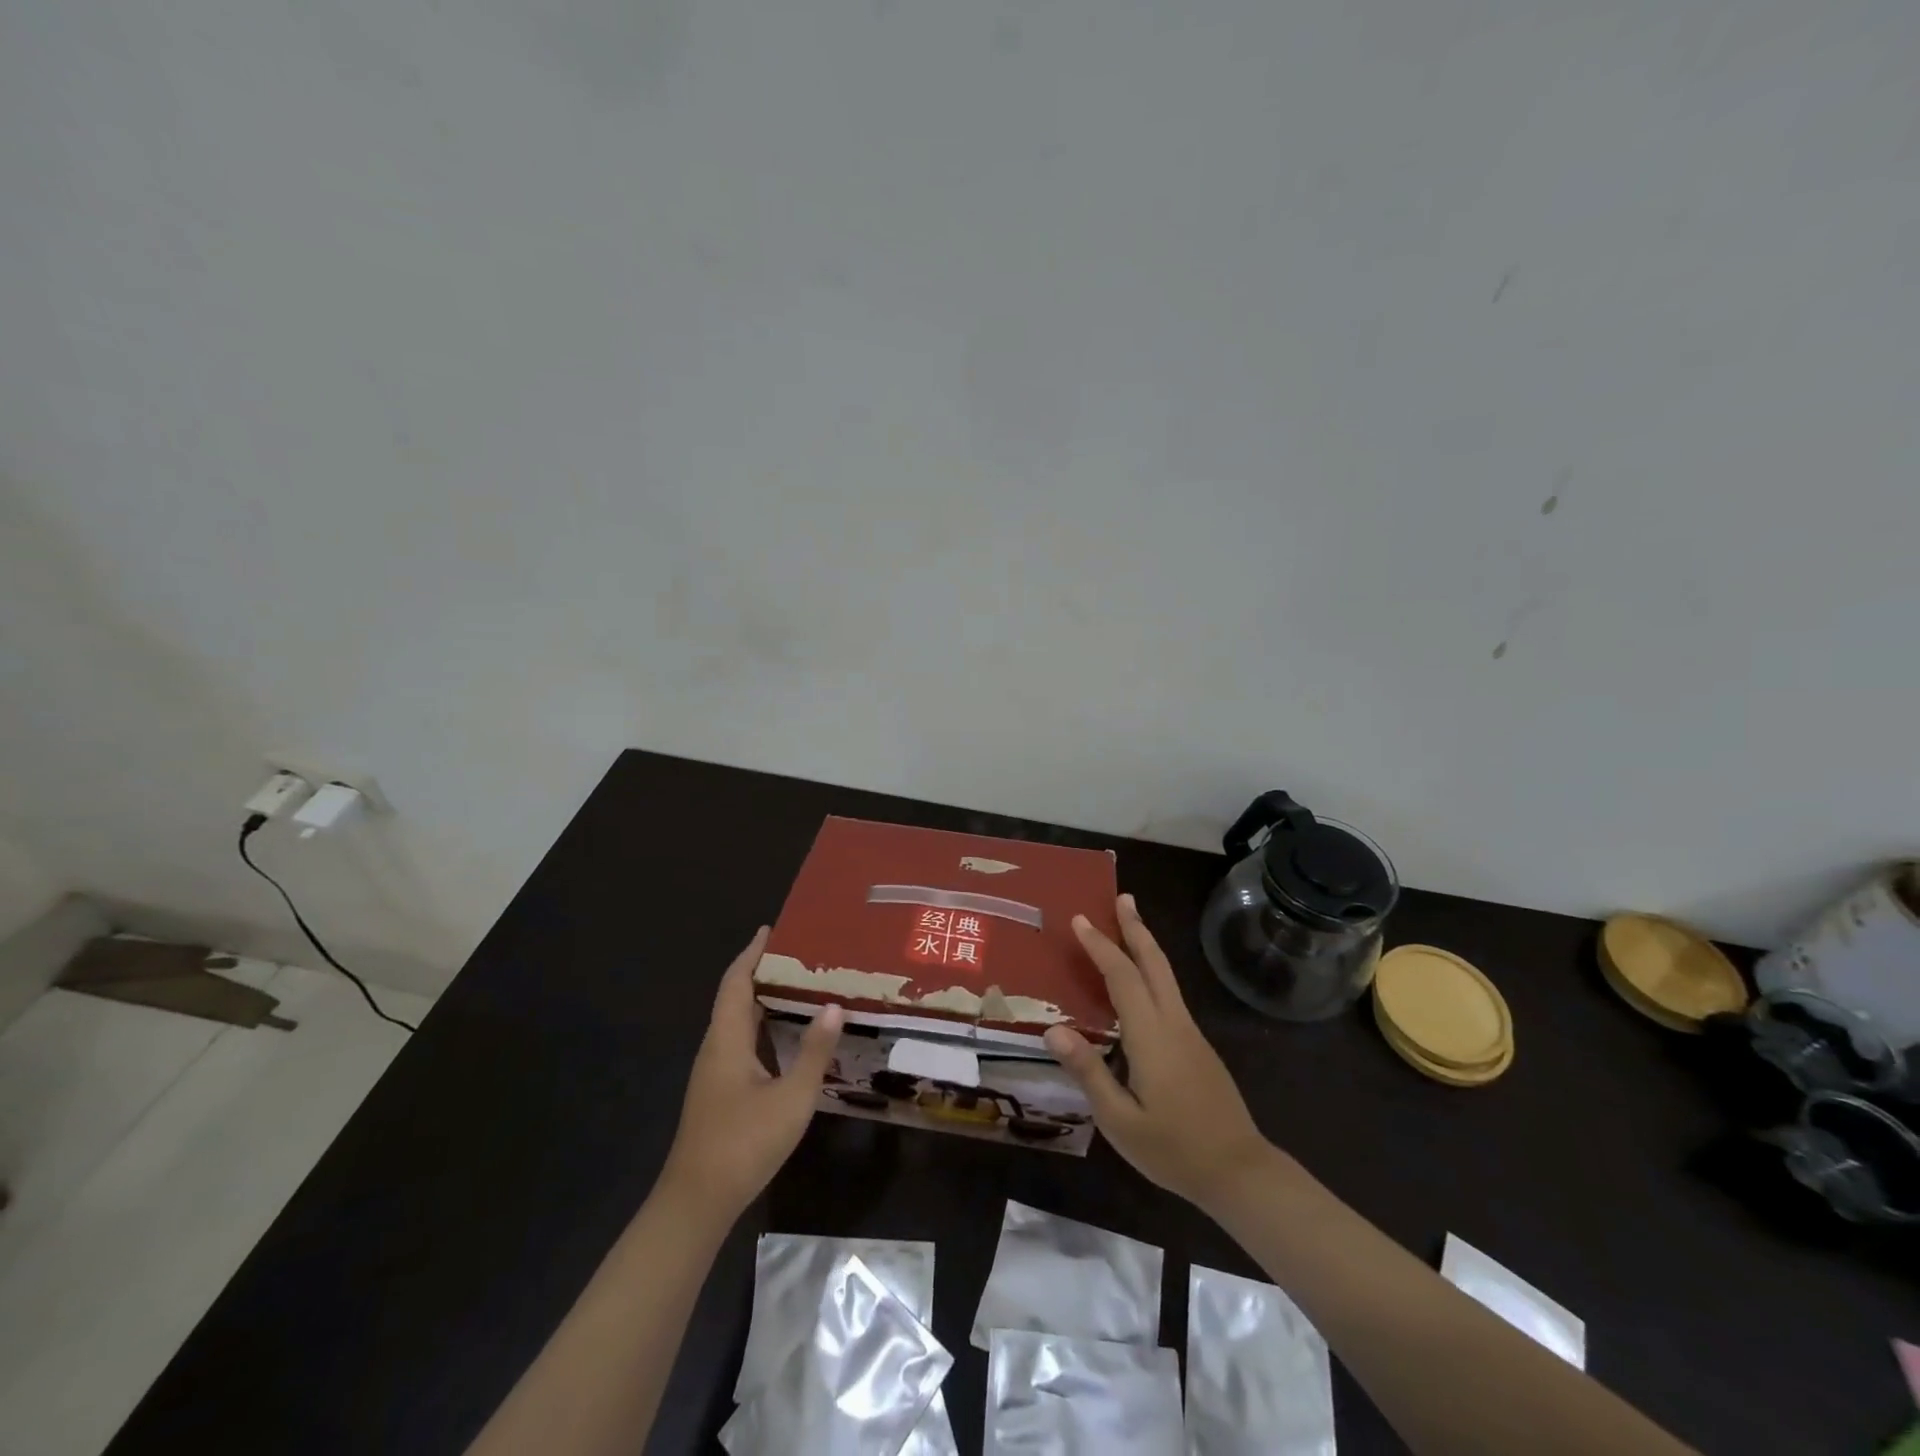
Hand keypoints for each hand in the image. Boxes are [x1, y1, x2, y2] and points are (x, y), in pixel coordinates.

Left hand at [659, 927, 844, 1219]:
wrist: (697, 1202)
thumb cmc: (744, 1143)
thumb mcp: (791, 1097)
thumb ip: (814, 1051)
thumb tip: (833, 1004)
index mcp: (726, 1039)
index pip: (736, 982)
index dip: (752, 953)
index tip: (772, 929)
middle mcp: (716, 1048)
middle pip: (735, 997)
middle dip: (763, 972)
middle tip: (800, 955)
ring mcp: (714, 1073)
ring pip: (738, 1022)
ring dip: (764, 1000)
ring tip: (800, 986)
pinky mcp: (719, 1092)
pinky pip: (741, 1043)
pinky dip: (763, 1027)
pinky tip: (788, 1037)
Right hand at [1045, 895, 1273, 1214]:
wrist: (1239, 1172)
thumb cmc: (1173, 1150)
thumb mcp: (1120, 1121)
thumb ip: (1088, 1072)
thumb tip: (1053, 1030)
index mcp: (1152, 1037)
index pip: (1123, 978)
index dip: (1101, 947)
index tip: (1080, 920)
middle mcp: (1174, 1023)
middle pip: (1154, 963)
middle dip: (1136, 928)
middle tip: (1122, 897)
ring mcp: (1190, 1033)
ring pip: (1166, 975)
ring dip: (1146, 944)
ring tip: (1129, 922)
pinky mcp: (1197, 1045)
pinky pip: (1169, 993)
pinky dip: (1151, 970)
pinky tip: (1140, 980)